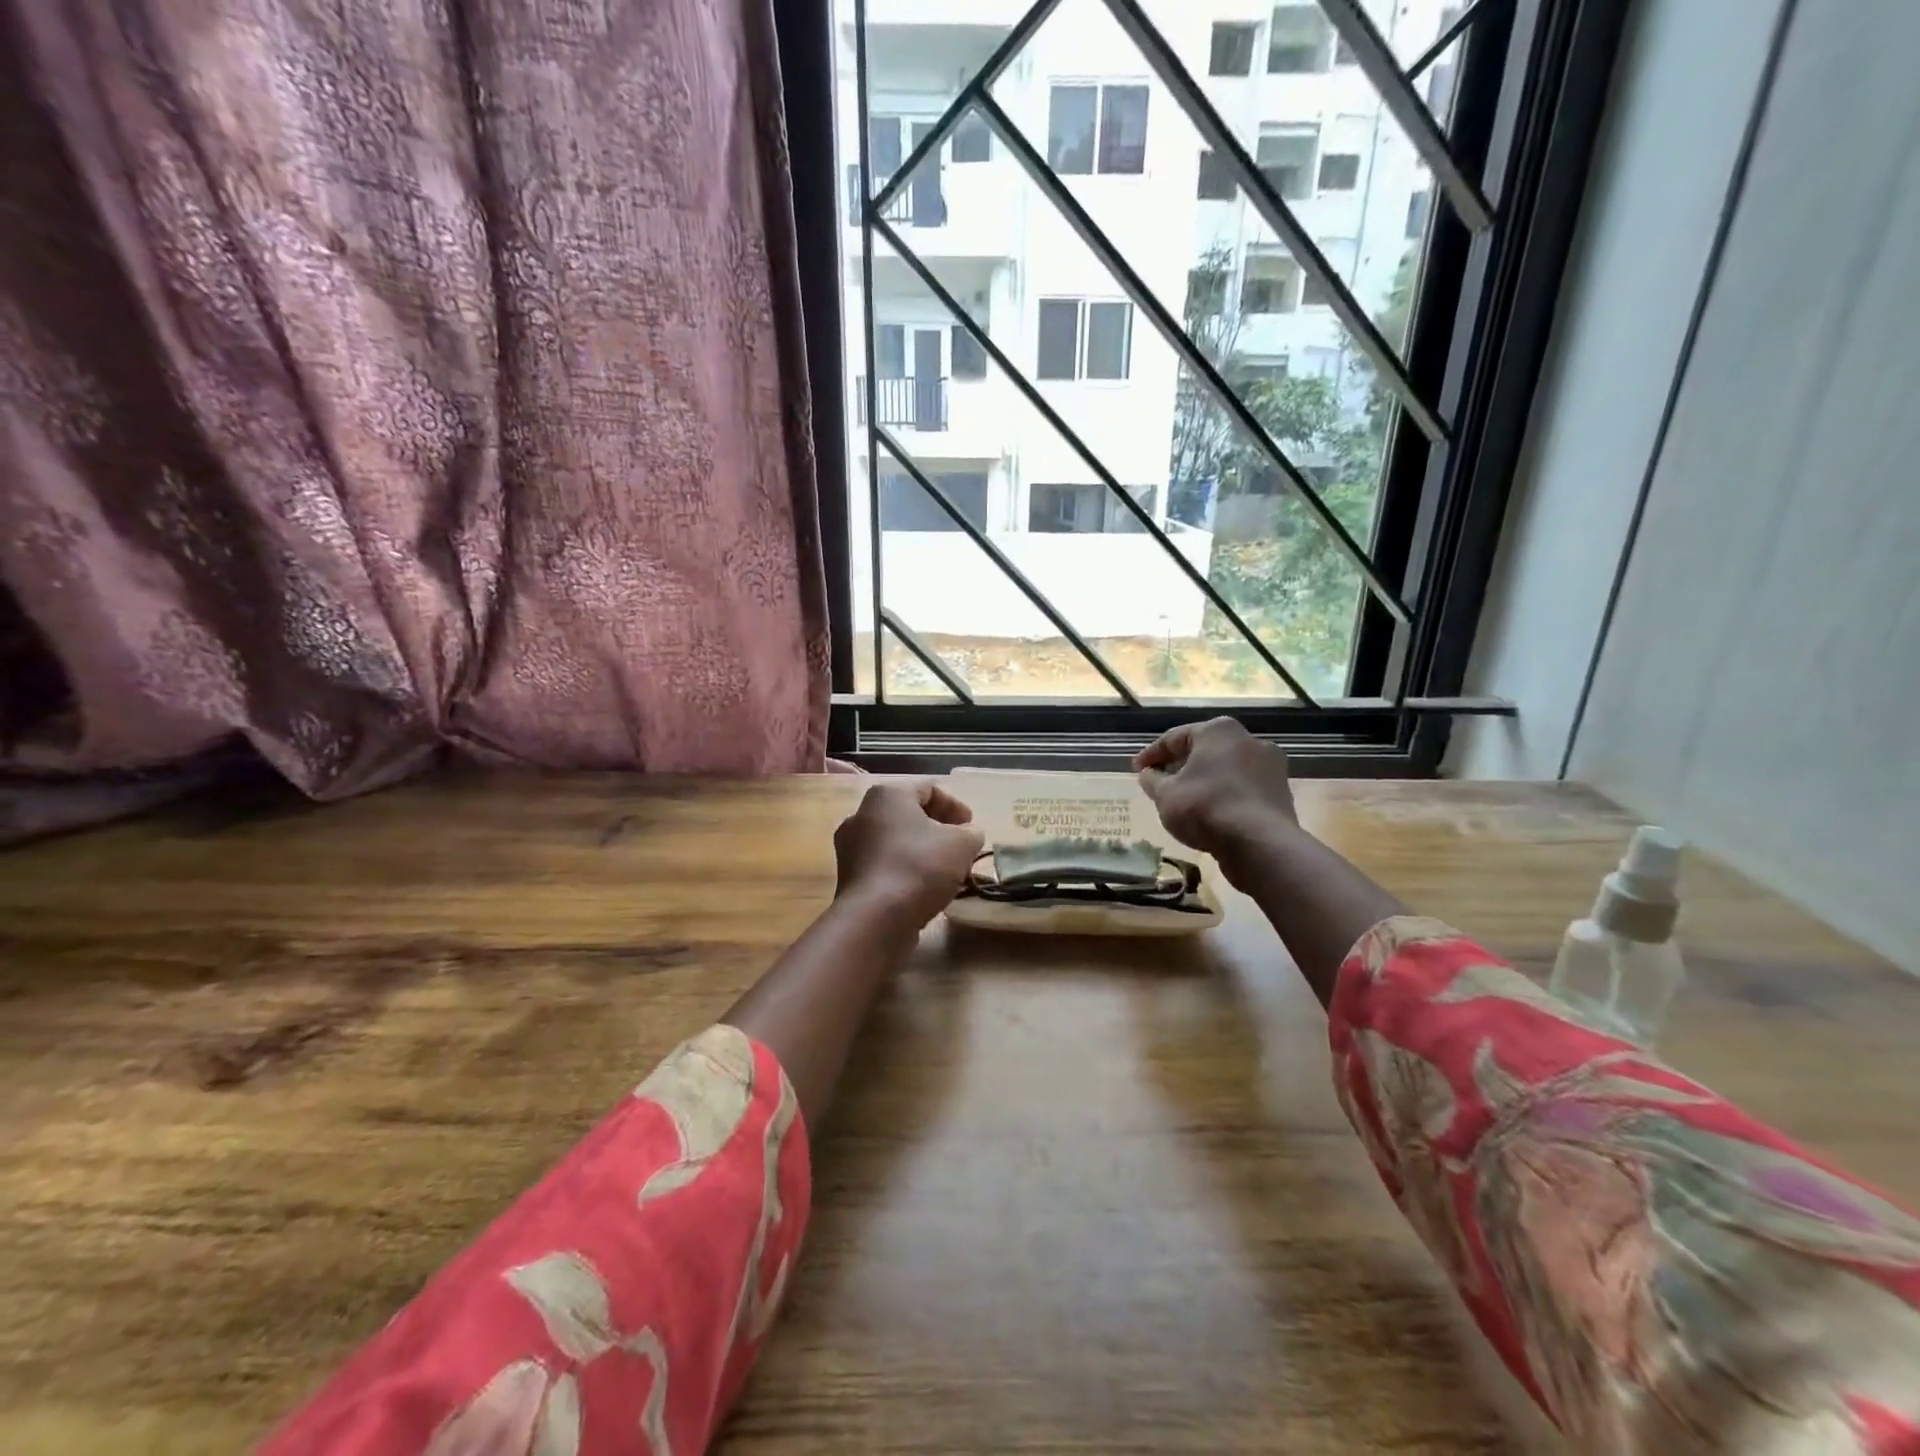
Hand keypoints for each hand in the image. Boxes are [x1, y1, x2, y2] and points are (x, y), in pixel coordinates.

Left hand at [833, 781, 985, 928]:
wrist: (875, 918)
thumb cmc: (920, 867)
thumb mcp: (961, 844)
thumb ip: (971, 833)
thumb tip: (968, 834)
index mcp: (887, 795)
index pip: (928, 788)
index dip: (955, 806)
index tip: (972, 827)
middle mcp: (861, 814)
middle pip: (909, 814)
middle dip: (938, 828)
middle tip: (961, 846)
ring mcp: (850, 847)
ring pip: (895, 841)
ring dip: (922, 851)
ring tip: (945, 870)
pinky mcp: (849, 877)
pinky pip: (884, 865)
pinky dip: (905, 870)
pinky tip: (924, 888)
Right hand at [1134, 717, 1296, 871]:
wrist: (1260, 843)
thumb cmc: (1205, 808)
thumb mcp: (1165, 795)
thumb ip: (1153, 781)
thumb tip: (1148, 774)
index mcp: (1218, 730)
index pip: (1174, 738)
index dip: (1151, 755)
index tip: (1135, 769)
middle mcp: (1248, 739)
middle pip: (1203, 750)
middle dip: (1180, 766)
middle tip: (1159, 783)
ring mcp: (1270, 765)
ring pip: (1225, 769)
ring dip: (1204, 781)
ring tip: (1185, 800)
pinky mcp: (1281, 791)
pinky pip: (1242, 788)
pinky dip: (1224, 795)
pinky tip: (1211, 813)